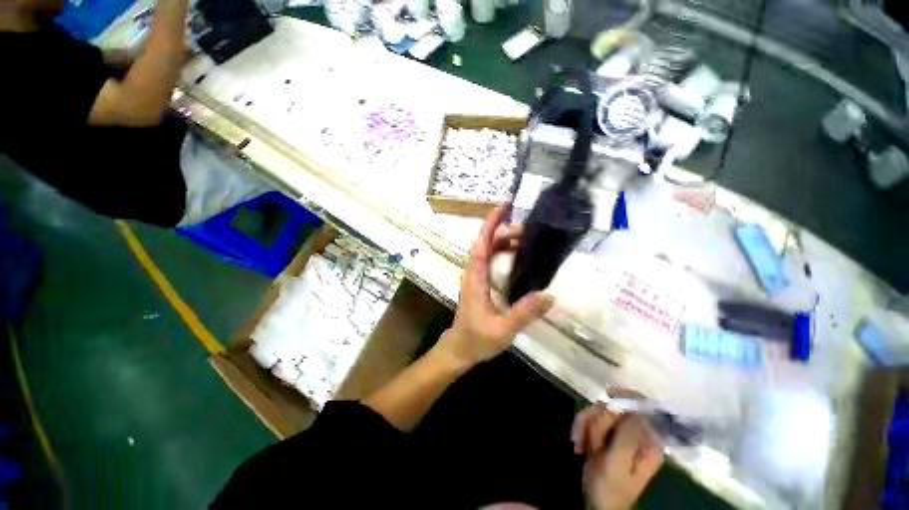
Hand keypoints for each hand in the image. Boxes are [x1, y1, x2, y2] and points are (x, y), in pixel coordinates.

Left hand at [434, 205, 553, 370]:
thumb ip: (524, 314)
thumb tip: (549, 296)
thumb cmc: (476, 339)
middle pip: (486, 243)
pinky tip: (519, 257)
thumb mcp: (502, 330)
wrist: (459, 348)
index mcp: (475, 278)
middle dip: (505, 231)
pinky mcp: (479, 282)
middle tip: (530, 231)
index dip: (491, 224)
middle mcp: (473, 272)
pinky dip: (503, 252)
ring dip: (505, 241)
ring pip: (488, 250)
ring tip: (528, 241)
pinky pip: (491, 260)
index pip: (481, 244)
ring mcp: (475, 277)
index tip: (504, 207)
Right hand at [572, 403, 664, 509]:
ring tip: (580, 445)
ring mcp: (618, 434)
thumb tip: (632, 407)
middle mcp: (635, 434)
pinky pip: (589, 419)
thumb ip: (627, 436)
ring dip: (586, 426)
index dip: (628, 396)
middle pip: (616, 408)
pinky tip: (577, 444)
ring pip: (600, 412)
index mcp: (648, 441)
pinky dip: (580, 429)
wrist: (597, 504)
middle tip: (592, 440)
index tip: (608, 393)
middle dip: (598, 420)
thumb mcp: (618, 464)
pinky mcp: (604, 435)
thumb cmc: (611, 489)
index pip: (645, 408)